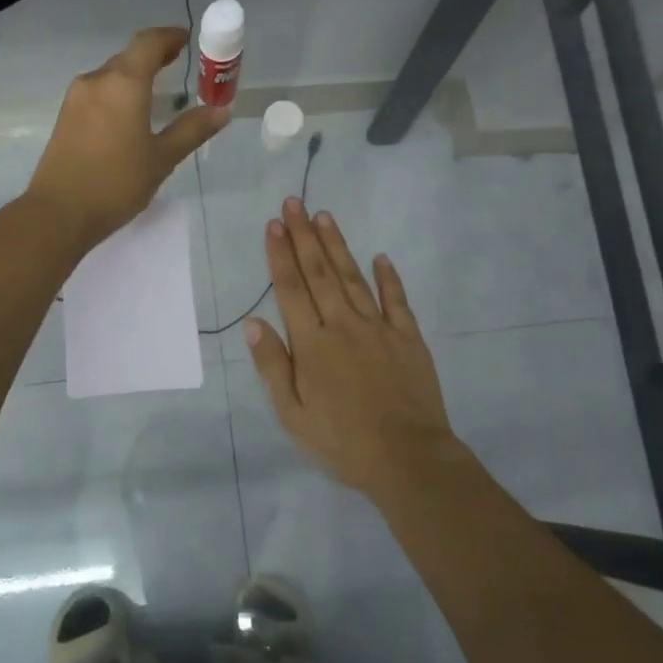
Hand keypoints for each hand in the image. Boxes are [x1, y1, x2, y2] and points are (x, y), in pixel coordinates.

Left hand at [25, 26, 228, 250]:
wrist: (59, 212)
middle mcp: (97, 80)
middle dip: (154, 57)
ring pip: (111, 76)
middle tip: (178, 65)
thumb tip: (221, 110)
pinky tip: (128, 115)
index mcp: (124, 83)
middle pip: (128, 57)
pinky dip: (118, 94)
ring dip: (134, 77)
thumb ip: (192, 130)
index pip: (148, 43)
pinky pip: (98, 93)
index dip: (169, 36)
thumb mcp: (162, 158)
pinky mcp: (65, 117)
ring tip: (156, 93)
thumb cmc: (116, 183)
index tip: (186, 38)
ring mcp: (76, 98)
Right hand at [245, 199, 466, 500]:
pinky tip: (381, 257)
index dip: (280, 255)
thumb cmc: (342, 442)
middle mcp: (344, 325)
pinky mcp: (409, 338)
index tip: (273, 225)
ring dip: (337, 246)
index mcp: (312, 344)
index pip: (291, 289)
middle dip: (304, 236)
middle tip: (294, 203)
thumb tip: (253, 322)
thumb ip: (273, 365)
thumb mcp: (292, 414)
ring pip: (354, 278)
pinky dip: (388, 277)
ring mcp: (380, 329)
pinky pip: (397, 300)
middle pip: (319, 273)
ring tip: (324, 217)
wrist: (408, 459)